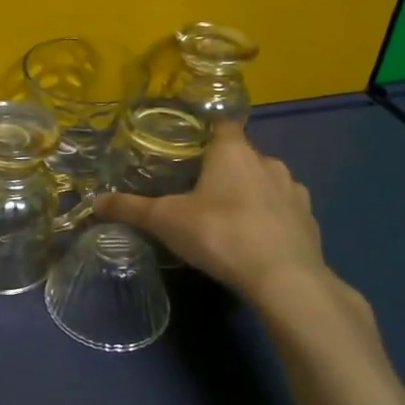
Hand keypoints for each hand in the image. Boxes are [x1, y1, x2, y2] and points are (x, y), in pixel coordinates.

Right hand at [94, 122, 373, 348]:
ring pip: (266, 180)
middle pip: (241, 154)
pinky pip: (285, 208)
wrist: (284, 279)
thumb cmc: (220, 234)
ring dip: (250, 191)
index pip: (221, 124)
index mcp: (232, 151)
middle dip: (223, 167)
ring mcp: (293, 190)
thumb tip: (94, 202)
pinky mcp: (310, 220)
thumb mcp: (165, 220)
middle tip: (197, 189)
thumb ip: (130, 208)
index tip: (187, 147)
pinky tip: (257, 237)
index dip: (205, 132)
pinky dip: (271, 216)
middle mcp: (267, 161)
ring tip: (227, 215)